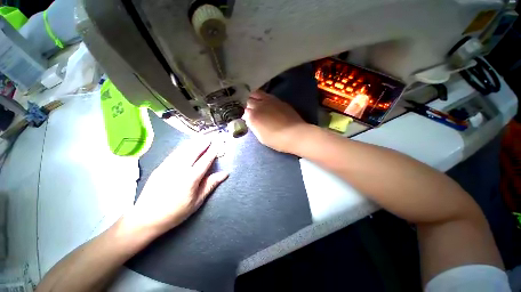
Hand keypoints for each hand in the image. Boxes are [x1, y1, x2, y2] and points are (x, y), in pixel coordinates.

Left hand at [124, 139, 227, 234]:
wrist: (146, 217)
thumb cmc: (176, 212)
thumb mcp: (197, 201)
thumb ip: (210, 184)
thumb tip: (224, 174)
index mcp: (191, 178)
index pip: (205, 160)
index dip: (213, 151)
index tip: (218, 143)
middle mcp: (179, 169)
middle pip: (194, 151)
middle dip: (203, 143)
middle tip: (211, 137)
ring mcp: (168, 166)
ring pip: (183, 150)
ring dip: (194, 142)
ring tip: (201, 137)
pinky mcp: (160, 166)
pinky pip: (174, 153)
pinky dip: (183, 147)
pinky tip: (187, 145)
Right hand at [243, 90, 307, 152]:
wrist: (294, 134)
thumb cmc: (276, 139)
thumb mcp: (260, 136)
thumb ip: (253, 126)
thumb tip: (249, 119)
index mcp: (253, 116)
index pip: (244, 111)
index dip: (244, 114)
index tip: (246, 118)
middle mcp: (259, 105)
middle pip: (248, 100)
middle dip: (247, 104)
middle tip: (249, 109)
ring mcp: (269, 101)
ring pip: (257, 93)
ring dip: (254, 97)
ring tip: (255, 102)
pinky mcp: (278, 100)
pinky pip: (267, 95)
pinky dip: (263, 97)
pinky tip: (265, 102)